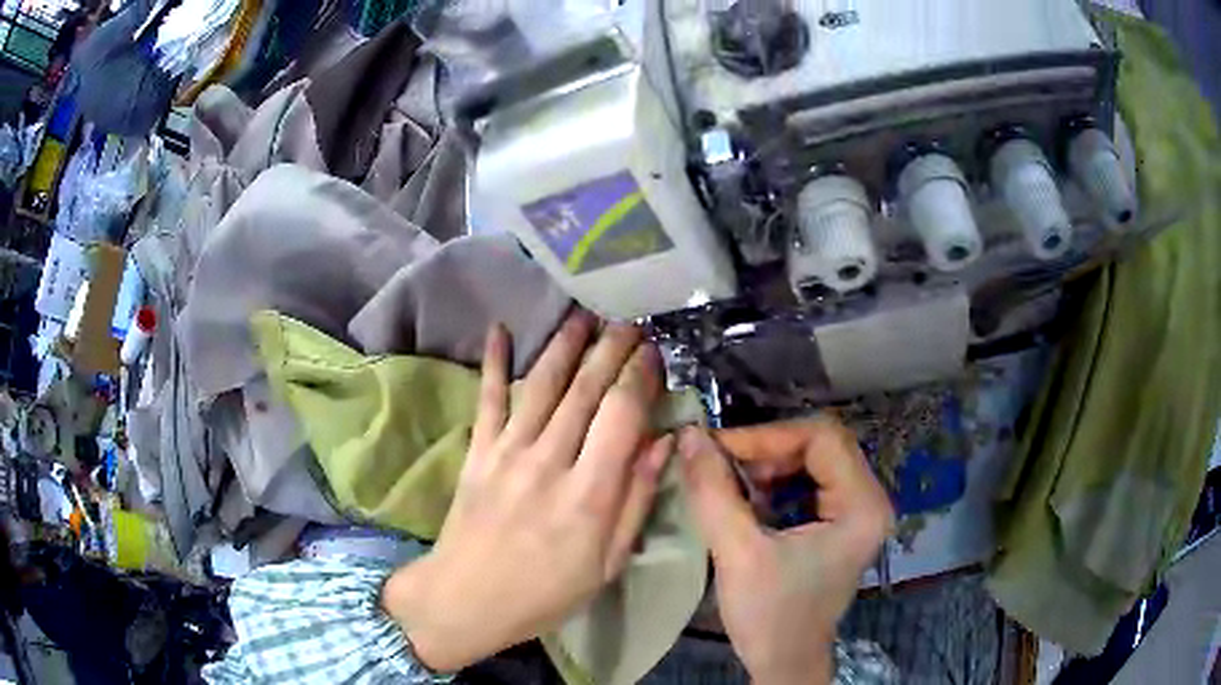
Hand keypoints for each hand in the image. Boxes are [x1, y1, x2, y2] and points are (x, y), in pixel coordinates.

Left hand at [382, 313, 670, 672]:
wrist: (466, 599)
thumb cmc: (546, 592)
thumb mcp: (606, 563)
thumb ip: (637, 500)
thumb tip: (663, 444)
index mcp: (589, 493)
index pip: (621, 415)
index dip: (640, 377)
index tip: (653, 352)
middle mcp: (549, 461)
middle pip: (585, 391)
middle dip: (610, 349)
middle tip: (629, 321)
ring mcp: (507, 452)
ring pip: (541, 385)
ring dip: (565, 345)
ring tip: (584, 316)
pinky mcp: (477, 452)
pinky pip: (486, 399)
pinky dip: (492, 362)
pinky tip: (498, 330)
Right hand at [678, 417, 893, 684]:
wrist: (784, 663)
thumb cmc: (770, 616)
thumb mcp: (739, 554)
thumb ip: (714, 492)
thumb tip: (688, 435)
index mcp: (862, 505)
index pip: (822, 438)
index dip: (767, 436)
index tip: (717, 449)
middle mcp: (870, 500)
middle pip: (820, 445)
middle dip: (765, 449)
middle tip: (718, 461)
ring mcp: (857, 511)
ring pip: (813, 461)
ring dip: (767, 464)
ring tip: (727, 479)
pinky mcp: (840, 523)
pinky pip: (809, 482)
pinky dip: (775, 482)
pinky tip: (746, 497)